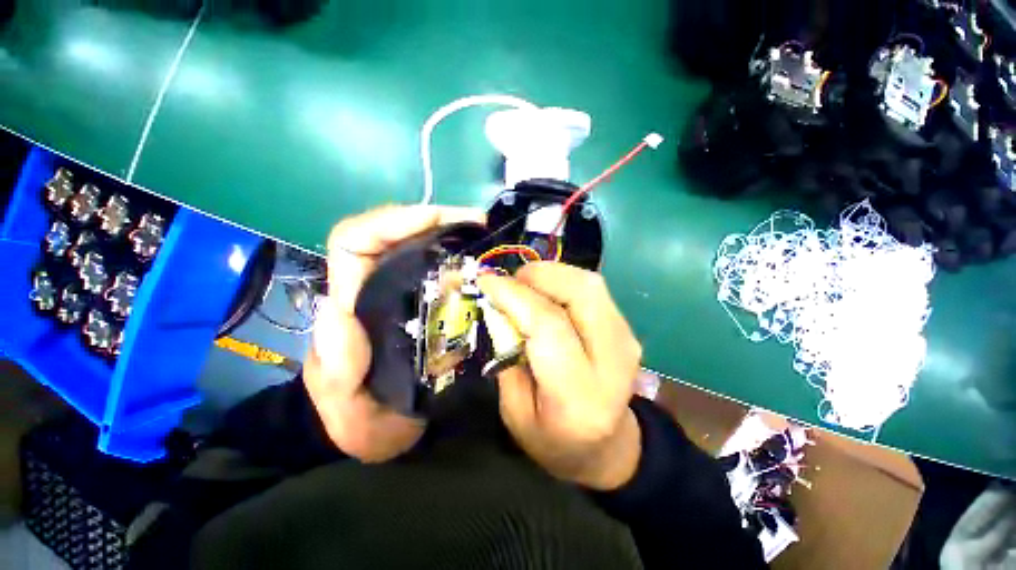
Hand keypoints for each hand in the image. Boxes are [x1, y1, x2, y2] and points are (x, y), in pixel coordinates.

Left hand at [305, 205, 484, 462]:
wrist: (374, 430)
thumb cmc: (357, 420)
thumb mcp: (345, 406)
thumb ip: (337, 368)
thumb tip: (336, 307)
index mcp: (350, 305)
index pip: (354, 242)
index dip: (391, 221)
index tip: (438, 219)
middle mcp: (372, 289)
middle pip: (393, 234)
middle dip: (433, 219)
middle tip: (478, 224)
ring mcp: (399, 294)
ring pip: (417, 247)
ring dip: (450, 234)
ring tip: (484, 236)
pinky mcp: (421, 304)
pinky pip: (438, 270)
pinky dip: (459, 259)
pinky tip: (482, 264)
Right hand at [478, 262, 642, 489]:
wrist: (608, 446)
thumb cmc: (554, 440)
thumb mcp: (515, 411)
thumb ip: (506, 355)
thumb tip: (499, 305)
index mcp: (579, 395)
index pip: (548, 326)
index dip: (514, 296)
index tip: (486, 282)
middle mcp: (613, 361)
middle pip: (580, 293)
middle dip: (538, 275)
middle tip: (510, 281)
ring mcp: (626, 340)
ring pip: (589, 284)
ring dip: (552, 274)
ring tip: (525, 285)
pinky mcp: (626, 329)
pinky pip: (593, 290)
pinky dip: (564, 281)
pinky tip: (546, 293)